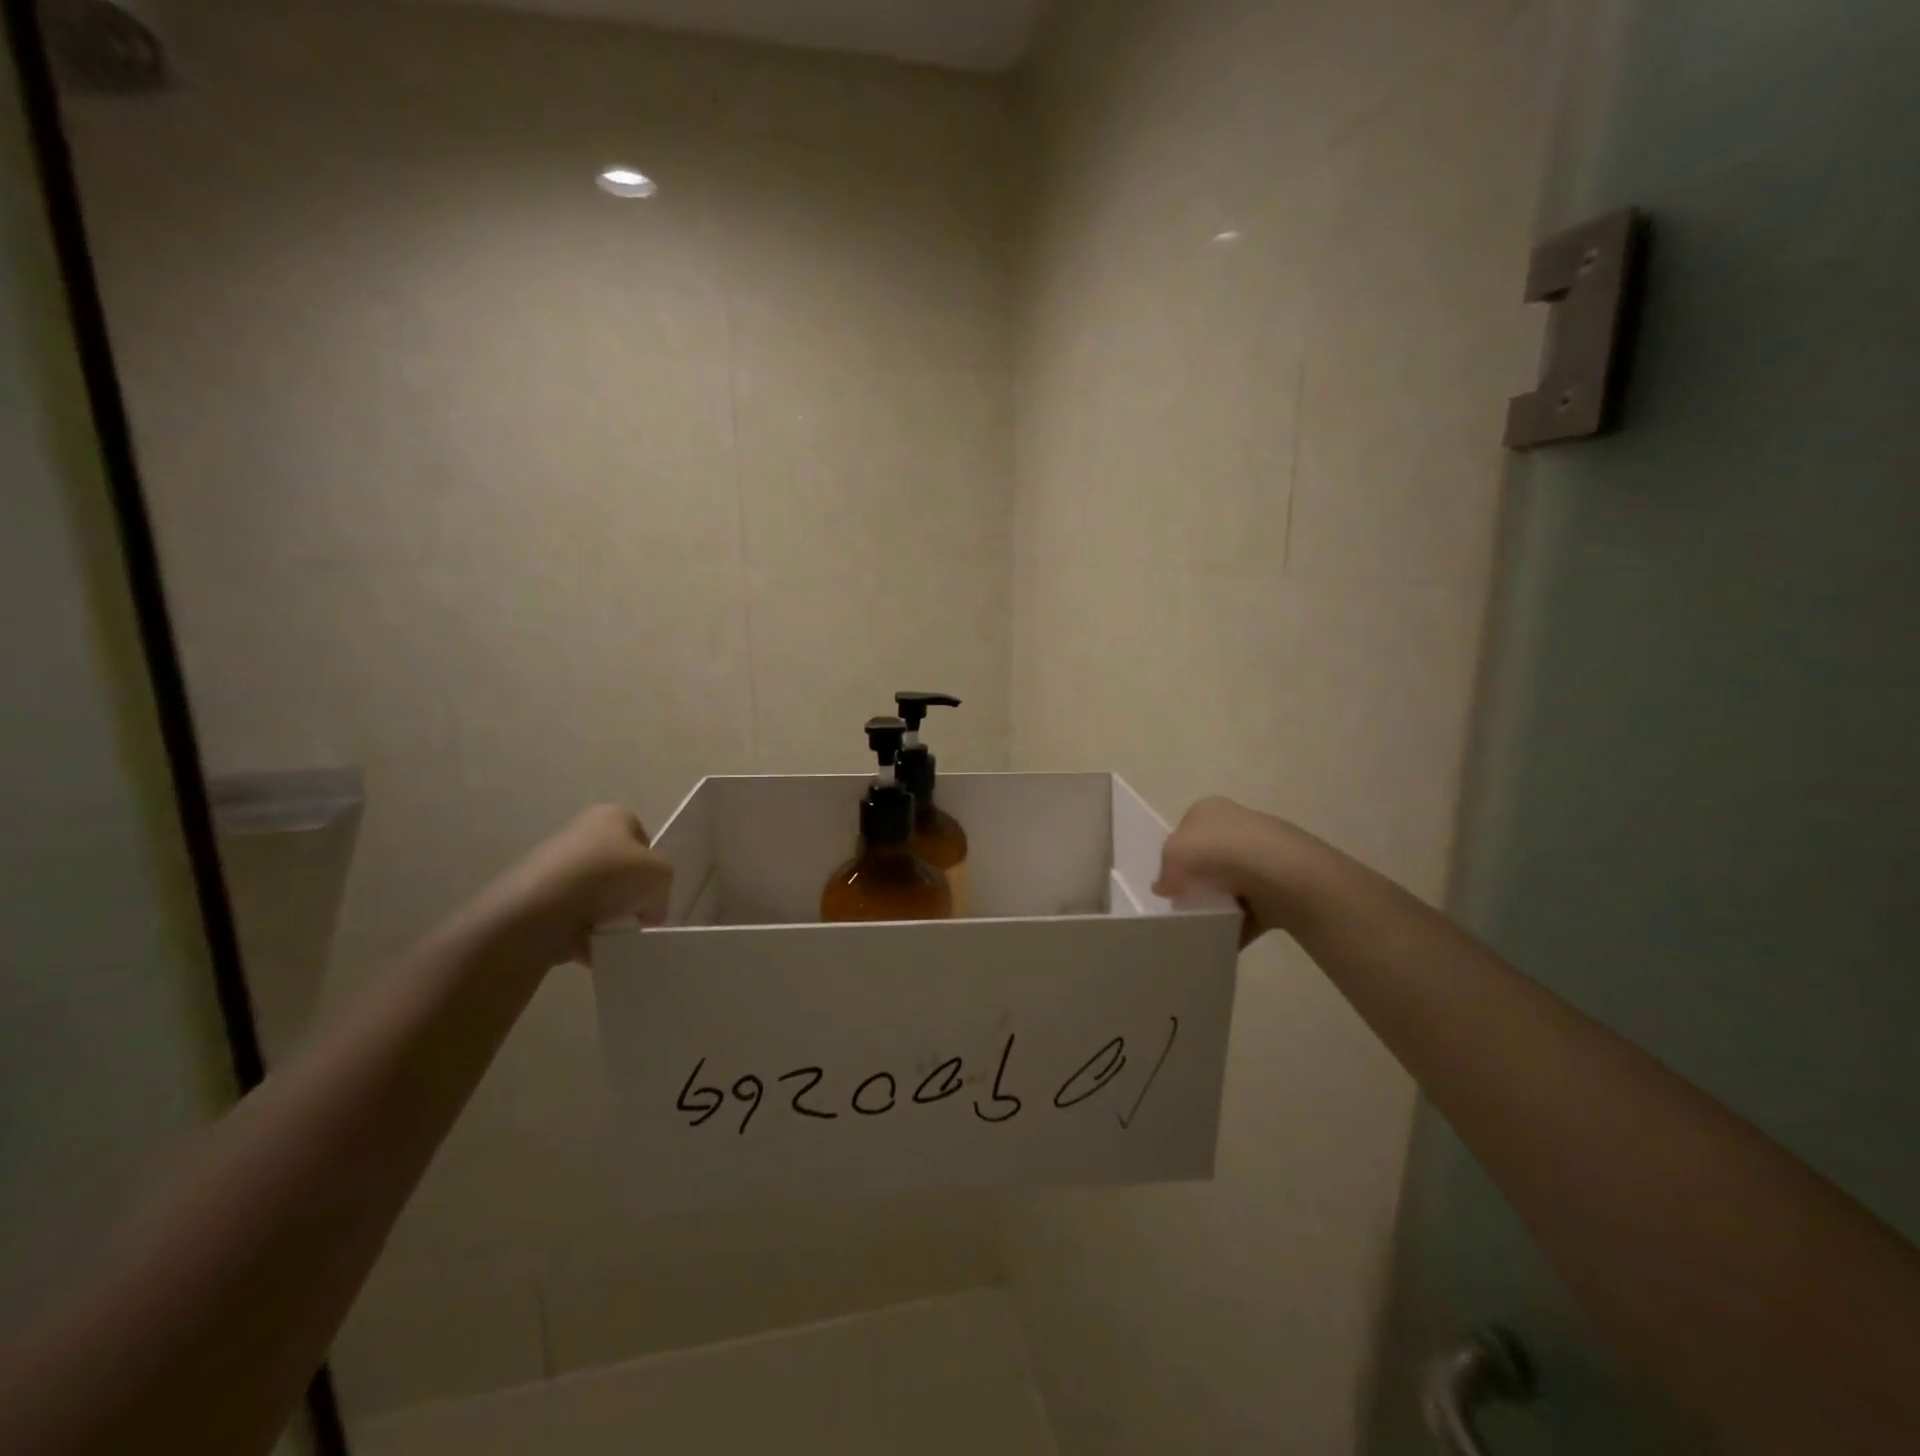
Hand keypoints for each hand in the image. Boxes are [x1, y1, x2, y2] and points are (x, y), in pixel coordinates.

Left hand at [479, 804, 673, 966]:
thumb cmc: (609, 876)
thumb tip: (649, 910)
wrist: (541, 907)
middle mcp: (581, 832)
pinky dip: (582, 933)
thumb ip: (663, 889)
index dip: (652, 866)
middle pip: (618, 868)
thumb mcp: (661, 876)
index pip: (643, 839)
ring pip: (594, 895)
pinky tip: (588, 945)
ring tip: (610, 934)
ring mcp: (553, 865)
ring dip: (606, 917)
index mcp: (612, 816)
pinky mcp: (534, 897)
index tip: (653, 890)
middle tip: (635, 915)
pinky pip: (570, 917)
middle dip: (628, 895)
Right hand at [1154, 797, 1321, 945]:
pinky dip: (1238, 923)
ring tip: (1202, 923)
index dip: (1174, 855)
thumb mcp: (1173, 853)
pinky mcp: (1279, 885)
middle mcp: (1237, 826)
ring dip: (1219, 903)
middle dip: (1197, 879)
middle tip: (1183, 902)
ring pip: (1231, 883)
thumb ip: (1164, 871)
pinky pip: (1251, 909)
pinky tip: (1224, 937)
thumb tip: (1165, 887)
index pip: (1186, 830)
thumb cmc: (1218, 851)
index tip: (1168, 880)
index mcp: (1209, 809)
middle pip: (1209, 857)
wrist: (1279, 872)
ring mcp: (1262, 855)